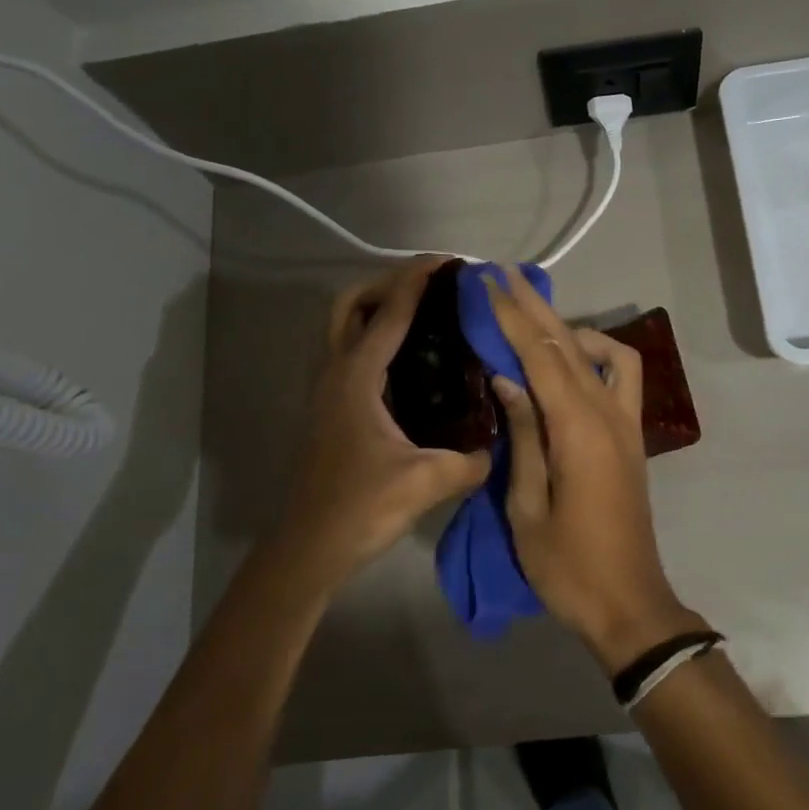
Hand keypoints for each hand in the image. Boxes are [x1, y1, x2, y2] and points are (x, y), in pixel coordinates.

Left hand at [276, 259, 490, 592]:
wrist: (309, 547)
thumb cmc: (360, 507)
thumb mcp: (424, 483)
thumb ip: (470, 461)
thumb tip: (499, 447)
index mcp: (357, 377)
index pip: (389, 313)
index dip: (418, 281)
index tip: (449, 262)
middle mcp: (337, 372)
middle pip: (351, 304)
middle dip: (388, 282)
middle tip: (432, 285)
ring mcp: (330, 389)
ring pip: (346, 326)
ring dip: (379, 306)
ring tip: (426, 313)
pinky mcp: (333, 407)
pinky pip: (353, 352)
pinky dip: (377, 336)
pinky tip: (414, 360)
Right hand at [484, 264, 708, 671]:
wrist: (629, 603)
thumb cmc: (567, 565)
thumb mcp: (526, 505)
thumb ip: (522, 434)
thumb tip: (507, 378)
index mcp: (578, 430)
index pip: (540, 355)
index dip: (512, 316)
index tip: (486, 284)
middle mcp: (609, 414)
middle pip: (570, 343)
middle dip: (534, 305)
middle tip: (502, 274)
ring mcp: (627, 423)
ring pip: (603, 352)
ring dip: (568, 326)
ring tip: (531, 319)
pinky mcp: (633, 436)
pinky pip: (623, 377)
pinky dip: (598, 354)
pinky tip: (571, 361)